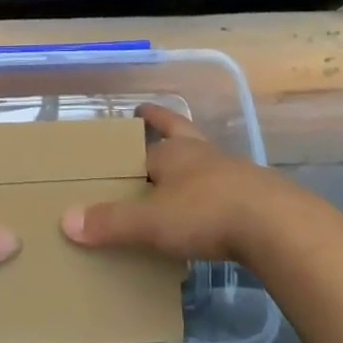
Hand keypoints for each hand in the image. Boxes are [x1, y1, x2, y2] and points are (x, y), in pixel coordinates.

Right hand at [60, 103, 284, 262]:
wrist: (276, 227)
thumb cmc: (205, 213)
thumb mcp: (151, 221)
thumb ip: (110, 222)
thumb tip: (65, 220)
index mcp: (174, 153)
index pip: (146, 141)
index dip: (134, 135)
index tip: (127, 121)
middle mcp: (201, 154)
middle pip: (179, 130)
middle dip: (163, 123)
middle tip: (148, 115)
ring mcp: (232, 173)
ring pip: (204, 158)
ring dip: (190, 160)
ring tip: (177, 172)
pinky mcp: (256, 196)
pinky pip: (225, 189)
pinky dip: (212, 194)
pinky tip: (209, 212)